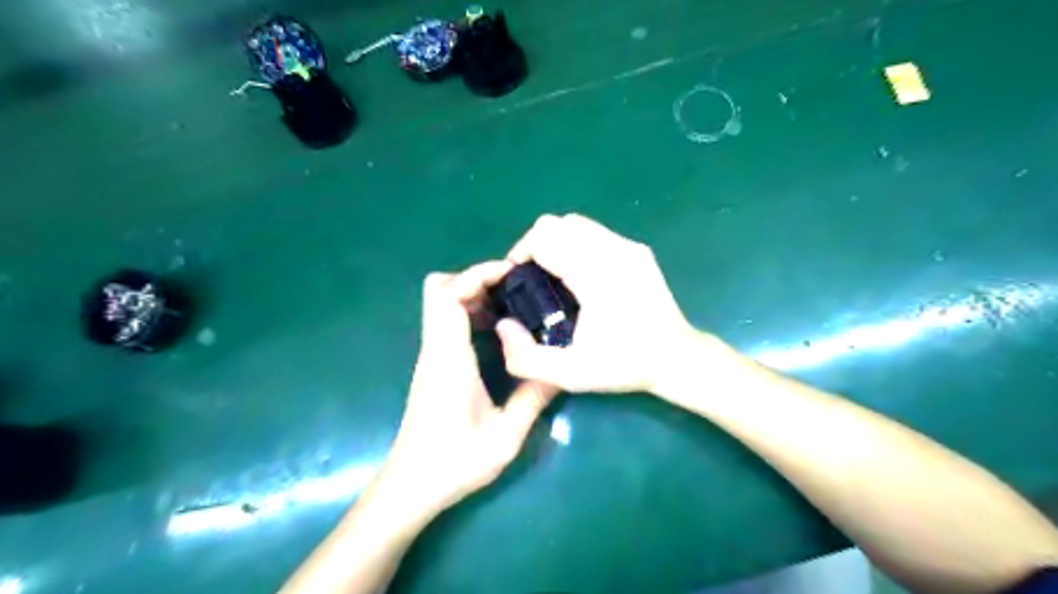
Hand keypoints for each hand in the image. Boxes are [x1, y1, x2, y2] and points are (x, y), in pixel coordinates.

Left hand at [383, 263, 560, 516]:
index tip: (511, 273)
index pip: (449, 296)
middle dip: (475, 279)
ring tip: (514, 307)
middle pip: (438, 289)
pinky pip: (448, 323)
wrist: (411, 487)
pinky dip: (471, 314)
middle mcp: (435, 349)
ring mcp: (431, 356)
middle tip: (513, 290)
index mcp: (448, 358)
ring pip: (441, 304)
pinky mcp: (434, 366)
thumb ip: (533, 398)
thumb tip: (561, 368)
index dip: (477, 274)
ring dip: (474, 296)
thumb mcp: (505, 436)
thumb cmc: (453, 463)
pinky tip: (500, 333)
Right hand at [499, 213, 701, 394]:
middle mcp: (612, 251)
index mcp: (594, 275)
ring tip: (554, 274)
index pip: (545, 238)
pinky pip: (596, 232)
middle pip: (557, 223)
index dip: (521, 253)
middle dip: (536, 245)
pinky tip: (580, 274)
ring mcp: (628, 246)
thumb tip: (503, 325)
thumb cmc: (623, 364)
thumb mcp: (570, 374)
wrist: (675, 357)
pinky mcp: (637, 249)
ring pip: (576, 222)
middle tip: (533, 277)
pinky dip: (577, 243)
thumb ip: (526, 357)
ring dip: (557, 242)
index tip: (516, 278)